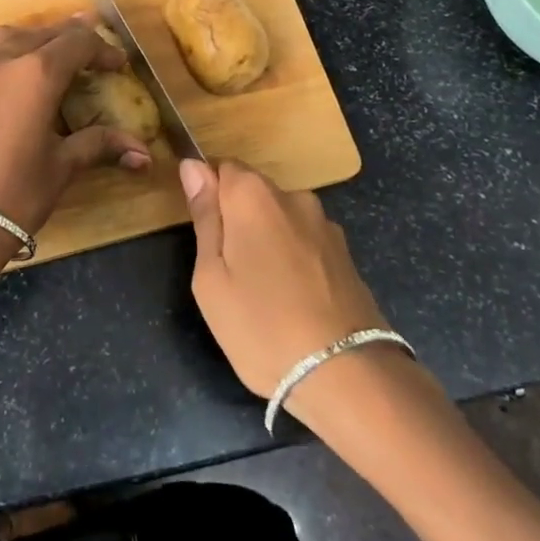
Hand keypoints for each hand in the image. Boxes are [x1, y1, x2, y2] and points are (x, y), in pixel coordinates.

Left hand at [0, 16, 151, 240]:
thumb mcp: (63, 165)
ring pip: (9, 36)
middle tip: (92, 54)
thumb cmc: (16, 194)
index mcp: (36, 74)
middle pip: (43, 34)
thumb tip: (144, 154)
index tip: (118, 65)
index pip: (77, 43)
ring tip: (52, 53)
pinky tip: (15, 75)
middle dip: (71, 39)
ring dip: (35, 39)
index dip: (102, 50)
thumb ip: (100, 145)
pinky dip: (7, 54)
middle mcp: (2, 60)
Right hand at [180, 157, 390, 399]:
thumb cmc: (261, 325)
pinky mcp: (346, 253)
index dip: (207, 194)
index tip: (203, 232)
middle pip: (252, 192)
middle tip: (228, 273)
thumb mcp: (211, 277)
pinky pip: (305, 242)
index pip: (221, 166)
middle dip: (237, 220)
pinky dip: (294, 260)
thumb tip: (193, 166)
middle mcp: (292, 196)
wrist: (345, 374)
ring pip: (280, 219)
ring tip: (264, 293)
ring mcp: (325, 224)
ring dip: (268, 240)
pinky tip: (294, 300)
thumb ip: (204, 216)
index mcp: (253, 195)